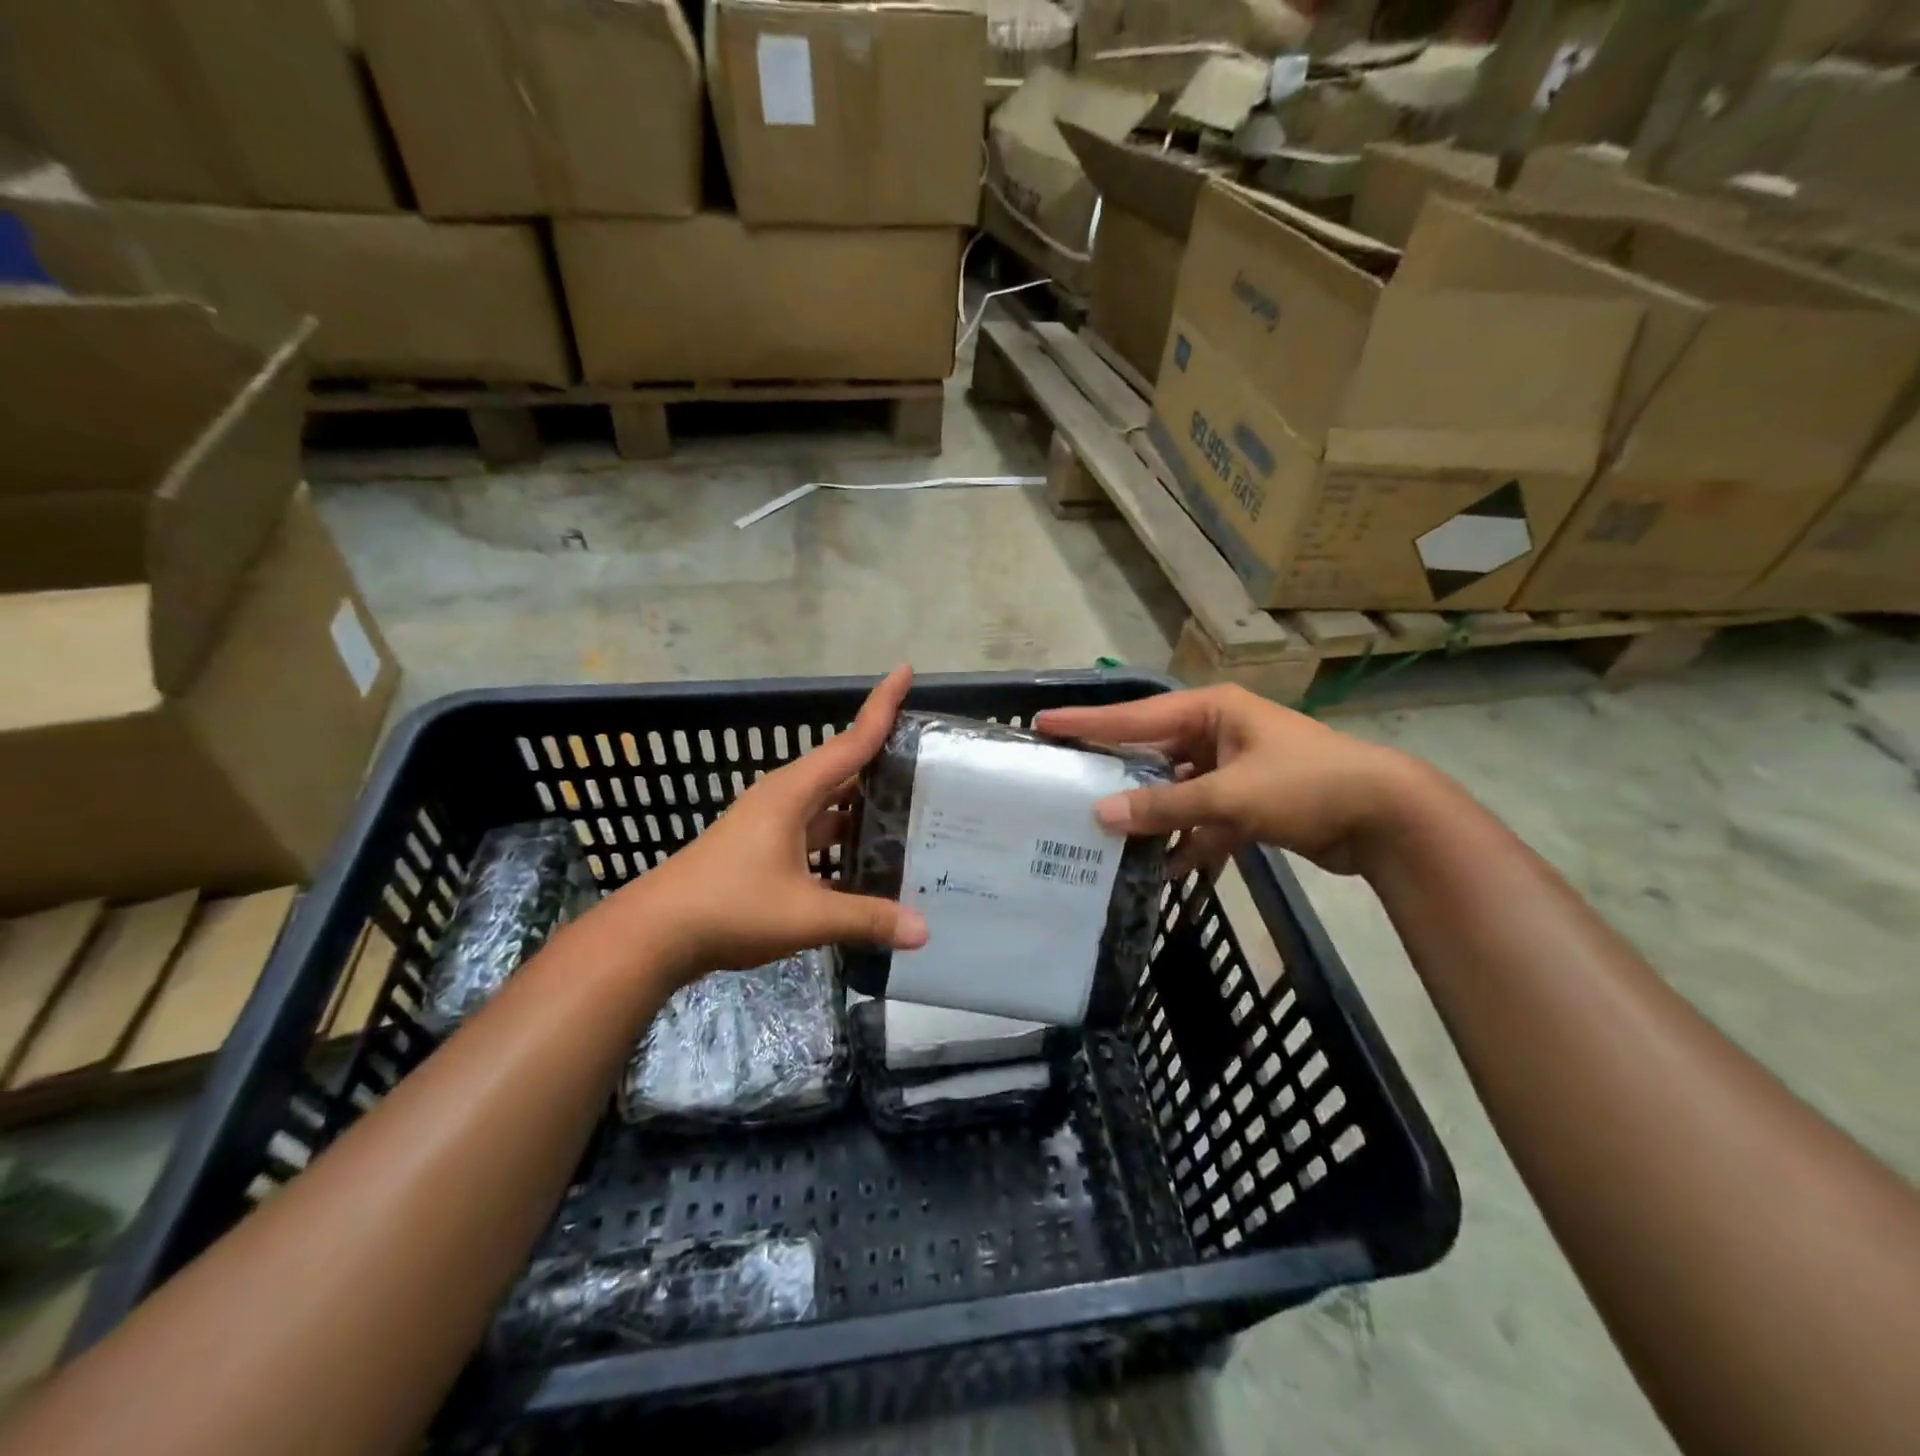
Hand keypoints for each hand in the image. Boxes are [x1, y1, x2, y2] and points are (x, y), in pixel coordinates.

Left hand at [611, 666, 928, 980]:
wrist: (655, 934)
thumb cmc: (729, 908)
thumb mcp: (805, 916)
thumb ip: (866, 919)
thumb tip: (924, 931)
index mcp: (793, 794)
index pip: (851, 741)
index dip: (881, 706)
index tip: (906, 670)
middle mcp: (784, 798)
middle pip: (843, 767)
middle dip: (883, 756)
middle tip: (931, 757)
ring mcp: (771, 824)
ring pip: (829, 802)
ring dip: (864, 800)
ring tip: (911, 804)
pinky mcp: (764, 848)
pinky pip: (815, 830)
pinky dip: (843, 835)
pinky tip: (869, 856)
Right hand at [1034, 684, 1425, 877]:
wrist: (1388, 818)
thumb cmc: (1308, 785)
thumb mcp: (1231, 794)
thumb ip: (1165, 806)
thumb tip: (1100, 814)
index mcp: (1212, 711)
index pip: (1135, 716)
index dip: (1087, 722)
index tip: (1042, 723)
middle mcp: (1217, 733)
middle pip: (1151, 753)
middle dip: (1114, 772)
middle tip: (1064, 781)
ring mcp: (1233, 769)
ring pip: (1175, 791)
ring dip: (1150, 815)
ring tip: (1101, 833)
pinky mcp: (1248, 803)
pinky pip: (1202, 819)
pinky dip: (1188, 841)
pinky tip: (1164, 869)